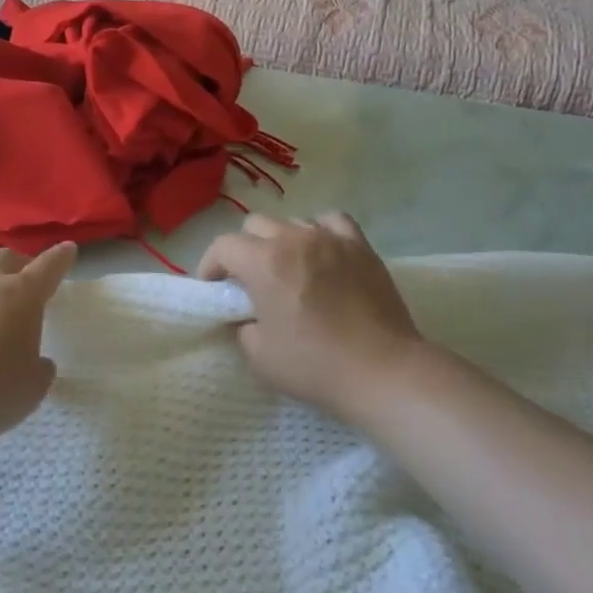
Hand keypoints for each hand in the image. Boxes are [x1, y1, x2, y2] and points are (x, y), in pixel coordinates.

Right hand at [197, 213, 426, 421]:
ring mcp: (331, 238)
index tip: (214, 288)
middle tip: (249, 280)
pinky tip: (321, 252)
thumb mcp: (259, 355)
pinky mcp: (361, 246)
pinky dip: (320, 231)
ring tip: (288, 269)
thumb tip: (248, 314)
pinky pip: (332, 222)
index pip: (223, 246)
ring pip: (293, 222)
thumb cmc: (314, 366)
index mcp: (264, 262)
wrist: (381, 370)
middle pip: (255, 225)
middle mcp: (295, 239)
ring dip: (281, 241)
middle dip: (244, 249)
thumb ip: (242, 326)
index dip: (211, 265)